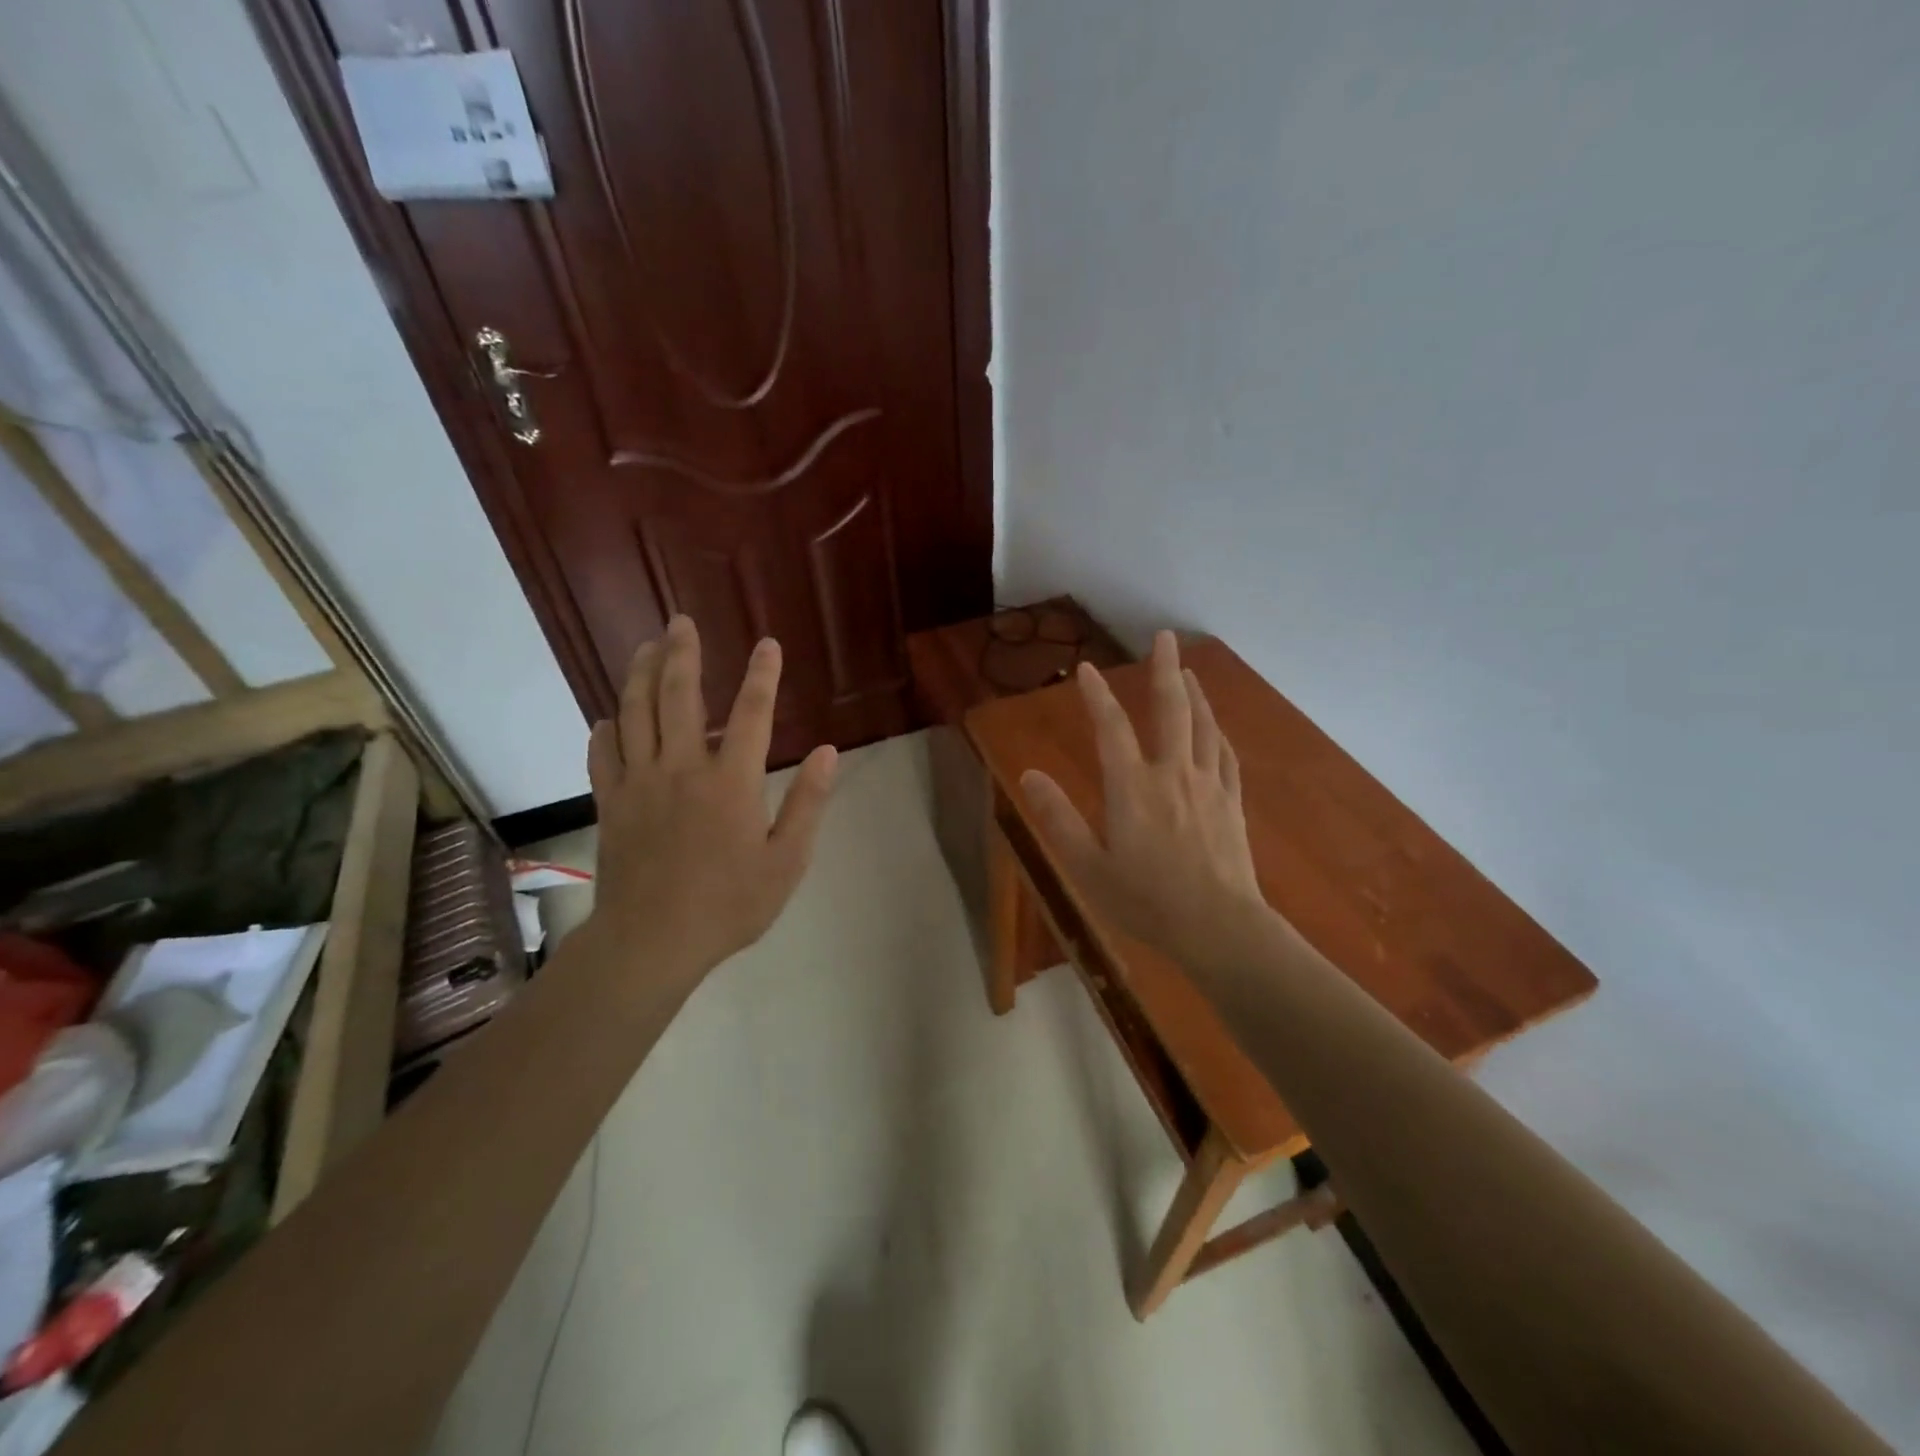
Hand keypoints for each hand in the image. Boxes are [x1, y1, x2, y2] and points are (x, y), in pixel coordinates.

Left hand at [583, 615, 837, 980]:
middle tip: (681, 620)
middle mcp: (682, 768)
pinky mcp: (611, 803)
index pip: (751, 713)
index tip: (767, 644)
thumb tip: (829, 751)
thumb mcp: (787, 861)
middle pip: (679, 696)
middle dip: (682, 653)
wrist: (652, 942)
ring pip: (634, 713)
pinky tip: (609, 717)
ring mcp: (639, 783)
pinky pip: (602, 754)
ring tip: (645, 646)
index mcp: (730, 782)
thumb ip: (808, 802)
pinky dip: (605, 729)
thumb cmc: (730, 904)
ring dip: (639, 674)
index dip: (762, 675)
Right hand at [1020, 631, 1268, 968]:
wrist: (1220, 927)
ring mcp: (1207, 785)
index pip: (1111, 728)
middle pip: (1170, 710)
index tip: (1086, 669)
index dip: (1097, 696)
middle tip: (1164, 637)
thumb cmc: (1147, 901)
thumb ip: (1058, 818)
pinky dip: (1216, 733)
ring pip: (1202, 725)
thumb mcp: (1088, 867)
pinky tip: (1215, 727)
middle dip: (1163, 670)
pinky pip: (1224, 755)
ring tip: (1186, 670)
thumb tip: (1029, 775)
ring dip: (1193, 693)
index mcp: (1132, 787)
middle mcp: (1171, 774)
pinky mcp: (1231, 803)